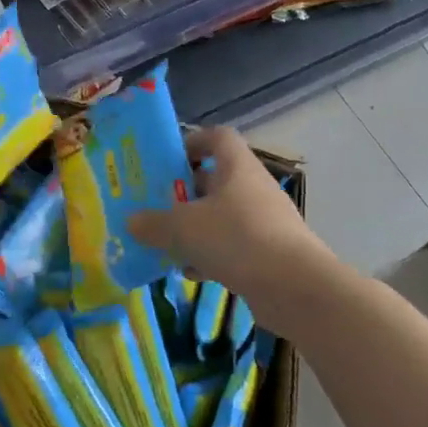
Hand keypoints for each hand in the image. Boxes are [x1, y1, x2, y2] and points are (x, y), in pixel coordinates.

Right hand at [128, 126, 334, 322]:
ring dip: (196, 228)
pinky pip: (233, 246)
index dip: (193, 142)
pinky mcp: (270, 253)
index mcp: (237, 166)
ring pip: (222, 216)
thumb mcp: (184, 228)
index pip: (217, 137)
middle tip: (156, 205)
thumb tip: (131, 221)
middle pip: (216, 179)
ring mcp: (265, 221)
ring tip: (167, 242)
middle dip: (185, 192)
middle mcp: (253, 187)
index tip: (168, 161)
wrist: (296, 288)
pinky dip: (211, 255)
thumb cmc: (237, 239)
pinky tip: (191, 272)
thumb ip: (154, 223)